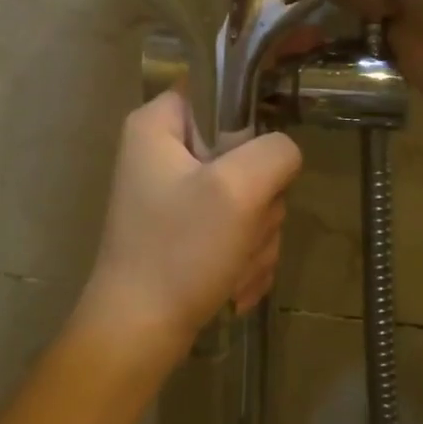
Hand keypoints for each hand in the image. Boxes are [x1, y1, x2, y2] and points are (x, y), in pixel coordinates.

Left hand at [78, 91, 302, 365]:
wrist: (139, 332)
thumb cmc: (179, 251)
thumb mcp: (237, 190)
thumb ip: (275, 152)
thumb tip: (282, 153)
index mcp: (158, 125)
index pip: (219, 91)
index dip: (251, 120)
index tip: (261, 160)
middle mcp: (162, 152)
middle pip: (243, 152)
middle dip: (257, 202)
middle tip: (240, 229)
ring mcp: (175, 195)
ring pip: (248, 196)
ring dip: (254, 237)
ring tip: (232, 265)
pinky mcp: (187, 231)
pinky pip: (237, 229)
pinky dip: (243, 258)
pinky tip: (231, 284)